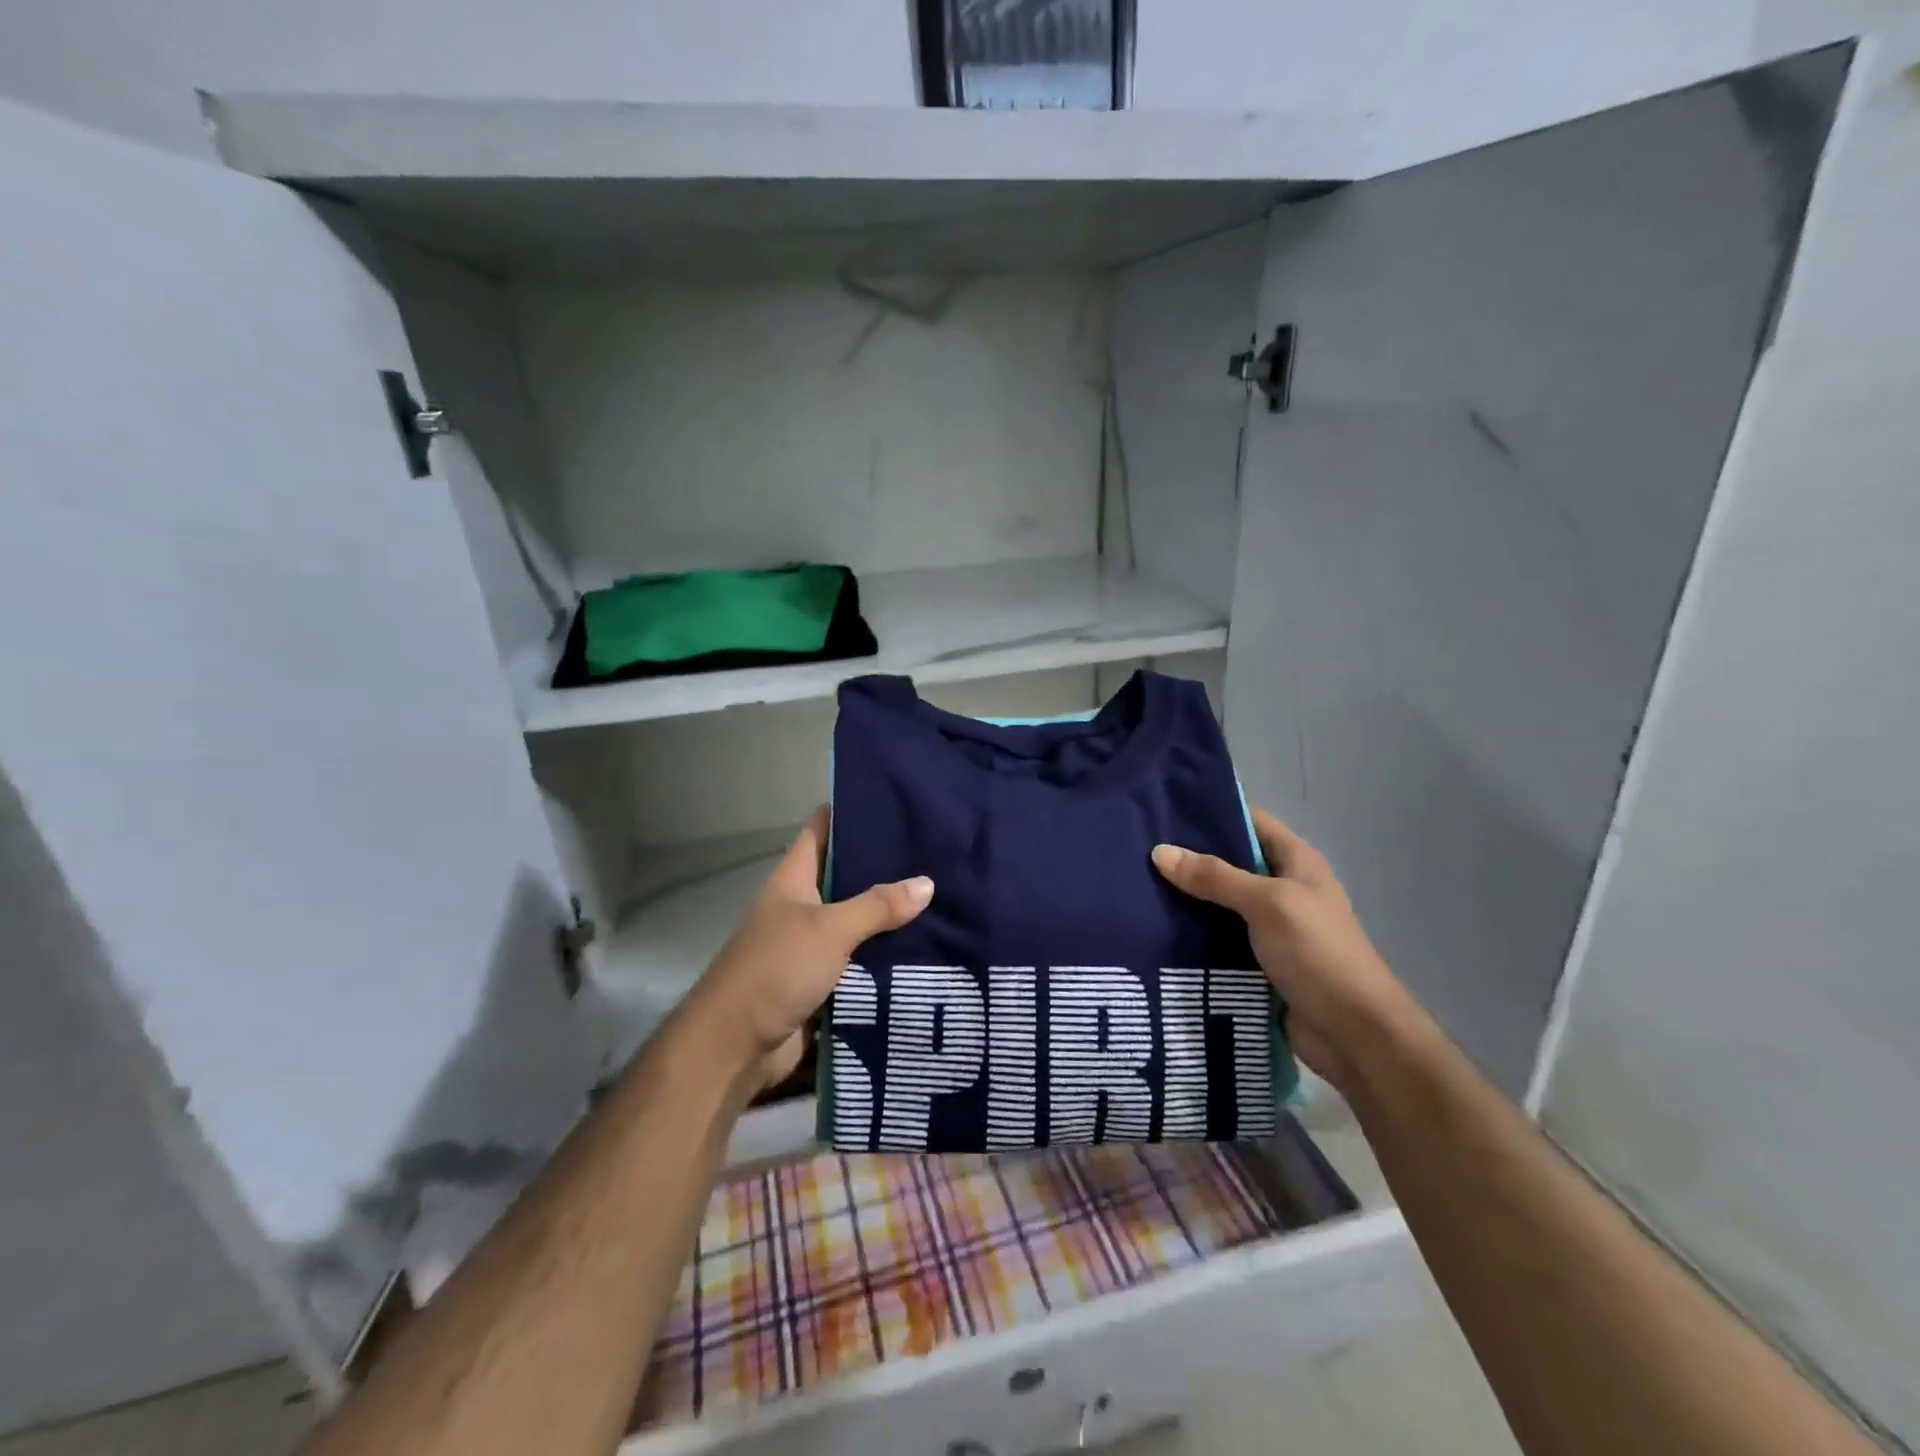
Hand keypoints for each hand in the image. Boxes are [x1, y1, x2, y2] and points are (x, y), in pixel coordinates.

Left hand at [687, 806, 933, 1086]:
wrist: (735, 1047)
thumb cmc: (775, 969)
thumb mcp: (829, 929)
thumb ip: (877, 906)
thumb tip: (927, 883)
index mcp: (793, 880)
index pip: (821, 830)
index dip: (851, 812)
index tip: (894, 802)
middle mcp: (800, 906)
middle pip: (845, 876)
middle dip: (883, 866)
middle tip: (933, 853)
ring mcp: (809, 945)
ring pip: (855, 920)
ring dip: (887, 915)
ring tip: (939, 896)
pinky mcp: (819, 980)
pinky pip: (857, 959)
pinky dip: (882, 955)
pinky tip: (922, 947)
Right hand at [1152, 806, 1402, 1091]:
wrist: (1354, 1035)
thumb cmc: (1318, 954)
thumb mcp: (1268, 905)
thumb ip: (1215, 878)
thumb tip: (1160, 852)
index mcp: (1296, 862)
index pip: (1249, 821)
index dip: (1211, 811)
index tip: (1163, 806)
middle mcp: (1281, 889)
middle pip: (1227, 863)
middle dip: (1187, 857)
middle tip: (1136, 848)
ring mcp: (1269, 928)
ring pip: (1217, 903)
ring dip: (1184, 899)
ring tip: (1134, 886)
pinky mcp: (1255, 962)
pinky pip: (1216, 939)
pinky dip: (1190, 935)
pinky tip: (1153, 929)